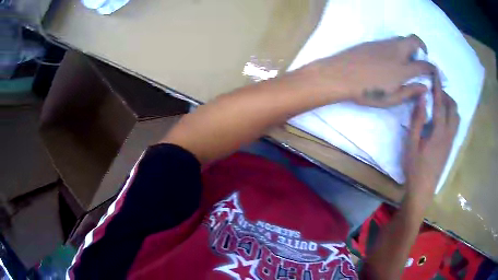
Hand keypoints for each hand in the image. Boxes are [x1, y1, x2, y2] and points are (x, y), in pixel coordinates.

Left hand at [306, 34, 434, 106]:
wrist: (340, 75)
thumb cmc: (366, 92)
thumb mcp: (390, 99)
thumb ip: (409, 92)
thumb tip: (425, 87)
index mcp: (403, 68)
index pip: (424, 64)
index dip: (432, 67)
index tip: (434, 71)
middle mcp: (396, 51)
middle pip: (414, 40)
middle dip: (422, 46)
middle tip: (423, 56)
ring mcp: (384, 44)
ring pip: (402, 38)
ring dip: (409, 45)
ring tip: (408, 58)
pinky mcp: (373, 42)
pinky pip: (390, 40)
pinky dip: (397, 45)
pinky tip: (392, 57)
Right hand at [404, 73, 458, 205]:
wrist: (422, 191)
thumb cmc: (415, 168)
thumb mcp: (411, 144)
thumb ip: (417, 120)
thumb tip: (421, 98)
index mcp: (438, 133)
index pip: (440, 104)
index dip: (438, 87)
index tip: (435, 73)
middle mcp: (448, 135)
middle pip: (453, 109)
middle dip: (446, 96)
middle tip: (435, 92)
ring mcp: (451, 142)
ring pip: (456, 118)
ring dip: (450, 106)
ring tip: (439, 104)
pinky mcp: (450, 148)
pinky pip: (455, 126)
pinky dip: (451, 116)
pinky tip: (441, 119)